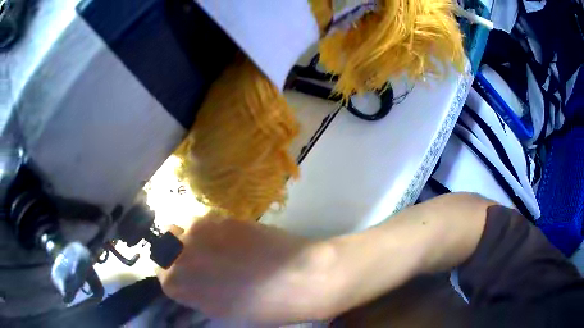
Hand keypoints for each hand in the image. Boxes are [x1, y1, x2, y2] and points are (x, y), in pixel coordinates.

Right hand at [157, 212, 337, 323]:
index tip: (186, 272)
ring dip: (198, 235)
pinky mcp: (223, 217)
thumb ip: (197, 295)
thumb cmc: (263, 306)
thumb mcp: (223, 311)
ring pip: (187, 226)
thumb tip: (191, 283)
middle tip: (200, 255)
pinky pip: (209, 219)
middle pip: (167, 243)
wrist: (299, 280)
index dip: (173, 271)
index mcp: (180, 285)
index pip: (162, 272)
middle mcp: (181, 255)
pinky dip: (216, 226)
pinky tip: (237, 237)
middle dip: (178, 248)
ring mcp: (201, 232)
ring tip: (222, 245)